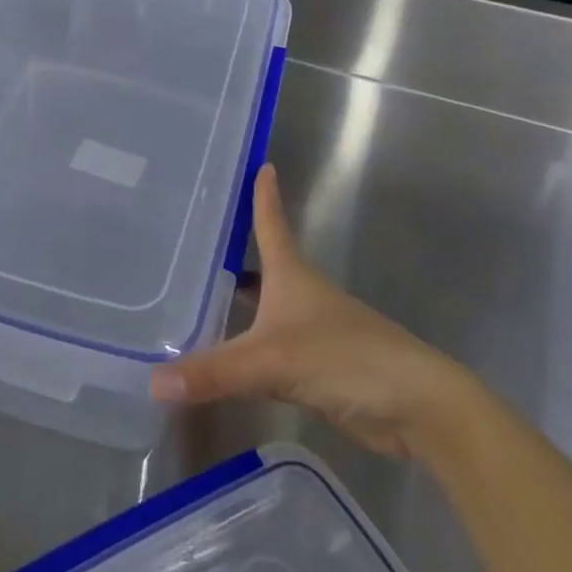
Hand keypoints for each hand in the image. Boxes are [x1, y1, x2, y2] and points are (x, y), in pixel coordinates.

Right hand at [150, 165, 467, 456]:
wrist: (417, 408)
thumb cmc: (346, 359)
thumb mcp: (272, 362)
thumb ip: (214, 372)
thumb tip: (154, 382)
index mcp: (292, 276)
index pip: (271, 224)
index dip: (263, 196)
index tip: (260, 164)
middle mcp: (301, 295)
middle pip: (262, 265)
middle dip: (230, 255)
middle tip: (188, 242)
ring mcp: (312, 332)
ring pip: (264, 309)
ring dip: (236, 303)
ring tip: (193, 299)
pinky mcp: (317, 368)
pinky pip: (269, 350)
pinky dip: (246, 347)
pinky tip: (224, 357)